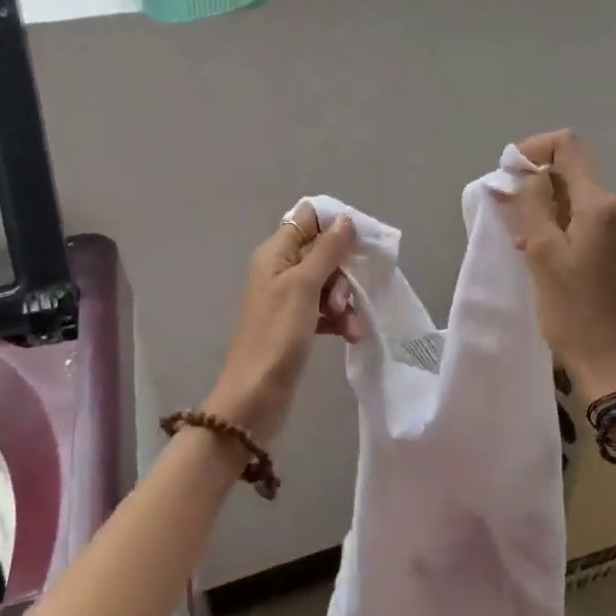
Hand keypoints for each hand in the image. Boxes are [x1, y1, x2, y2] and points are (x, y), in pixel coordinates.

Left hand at [205, 202, 360, 442]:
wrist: (255, 397)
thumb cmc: (277, 335)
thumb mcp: (304, 286)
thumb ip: (326, 250)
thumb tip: (345, 219)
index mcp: (275, 253)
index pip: (308, 219)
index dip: (335, 225)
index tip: (360, 242)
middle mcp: (280, 269)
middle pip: (322, 252)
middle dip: (342, 271)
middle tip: (344, 297)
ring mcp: (289, 298)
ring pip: (328, 282)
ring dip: (344, 299)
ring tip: (349, 323)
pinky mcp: (297, 324)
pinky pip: (325, 309)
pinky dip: (339, 319)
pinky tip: (351, 335)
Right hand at [498, 130, 615, 402]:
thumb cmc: (576, 315)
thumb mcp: (542, 258)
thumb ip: (531, 204)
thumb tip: (524, 172)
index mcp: (605, 204)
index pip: (569, 146)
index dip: (536, 150)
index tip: (514, 175)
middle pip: (581, 181)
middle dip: (548, 198)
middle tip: (522, 235)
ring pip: (596, 207)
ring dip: (567, 221)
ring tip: (548, 260)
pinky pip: (615, 228)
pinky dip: (590, 236)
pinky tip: (578, 269)